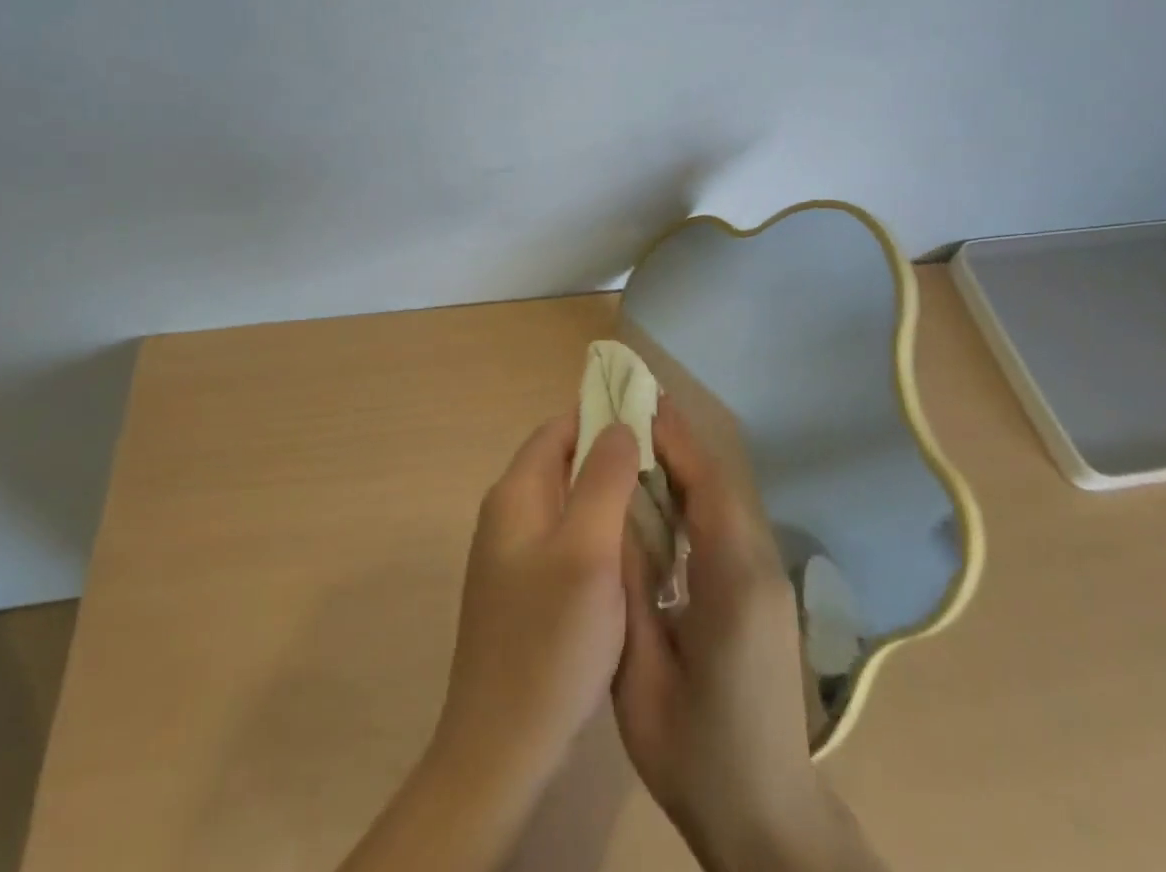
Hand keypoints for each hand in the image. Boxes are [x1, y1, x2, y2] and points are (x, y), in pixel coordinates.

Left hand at [434, 410, 642, 795]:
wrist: (501, 749)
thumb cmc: (550, 642)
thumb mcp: (588, 551)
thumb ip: (604, 479)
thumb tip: (620, 424)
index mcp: (516, 494)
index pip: (560, 428)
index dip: (603, 416)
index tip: (651, 421)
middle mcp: (507, 515)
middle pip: (562, 461)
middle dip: (610, 455)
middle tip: (664, 466)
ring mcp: (512, 556)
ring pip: (567, 502)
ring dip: (607, 494)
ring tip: (658, 502)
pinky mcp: (524, 591)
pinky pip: (565, 538)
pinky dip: (597, 531)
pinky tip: (630, 553)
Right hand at [614, 399, 883, 871]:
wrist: (767, 819)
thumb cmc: (698, 756)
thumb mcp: (642, 676)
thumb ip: (629, 590)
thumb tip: (612, 517)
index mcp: (733, 584)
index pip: (707, 487)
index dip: (675, 440)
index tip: (639, 403)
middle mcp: (759, 568)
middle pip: (719, 485)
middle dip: (677, 444)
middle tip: (628, 411)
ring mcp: (768, 580)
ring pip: (726, 502)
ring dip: (686, 468)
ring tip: (637, 443)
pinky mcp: (763, 593)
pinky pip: (728, 527)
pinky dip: (695, 499)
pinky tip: (661, 501)